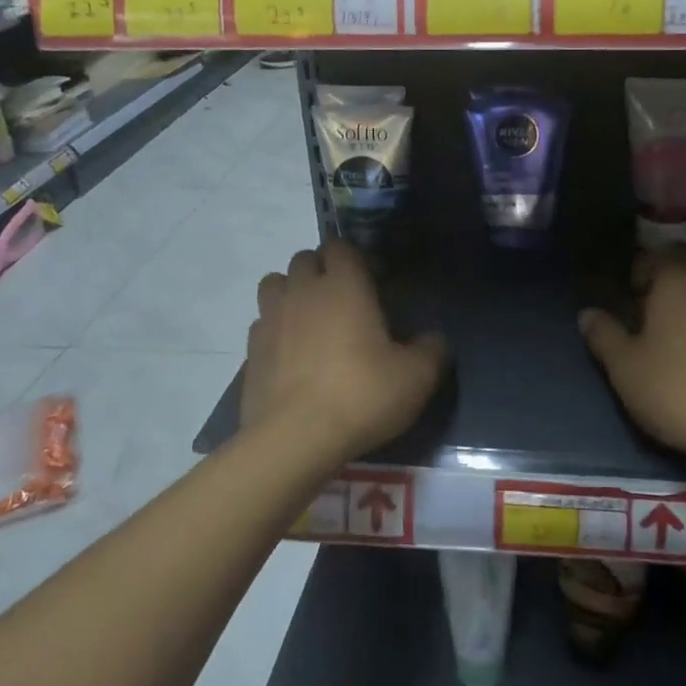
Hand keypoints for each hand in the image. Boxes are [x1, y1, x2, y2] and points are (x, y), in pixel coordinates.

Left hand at [242, 241, 448, 465]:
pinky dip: (276, 327)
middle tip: (344, 298)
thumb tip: (434, 340)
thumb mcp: (416, 377)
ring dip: (292, 291)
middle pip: (305, 258)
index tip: (375, 280)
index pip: (342, 246)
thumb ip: (432, 350)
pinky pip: (262, 322)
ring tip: (311, 318)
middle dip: (323, 269)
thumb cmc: (361, 395)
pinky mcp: (251, 350)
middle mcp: (303, 291)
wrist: (295, 439)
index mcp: (344, 286)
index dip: (358, 257)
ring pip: (275, 283)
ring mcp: (271, 319)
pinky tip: (291, 352)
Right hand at [579, 249, 685, 471]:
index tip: (627, 303)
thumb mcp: (625, 367)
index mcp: (678, 277)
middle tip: (650, 314)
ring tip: (679, 333)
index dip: (636, 275)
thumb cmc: (678, 389)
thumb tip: (587, 315)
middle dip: (667, 280)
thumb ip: (604, 335)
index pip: (653, 256)